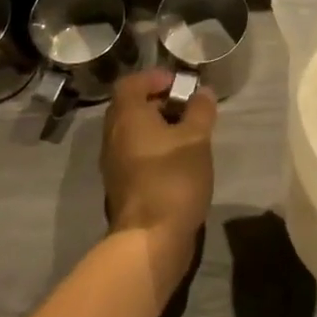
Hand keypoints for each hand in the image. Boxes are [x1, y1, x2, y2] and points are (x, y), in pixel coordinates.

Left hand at [100, 71, 216, 292]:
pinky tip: (178, 160)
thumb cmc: (173, 178)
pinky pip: (135, 153)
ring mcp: (114, 163)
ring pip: (133, 132)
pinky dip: (153, 148)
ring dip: (157, 126)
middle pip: (130, 107)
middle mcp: (114, 136)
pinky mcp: (122, 185)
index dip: (154, 77)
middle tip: (187, 106)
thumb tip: (203, 92)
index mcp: (127, 117)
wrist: (150, 239)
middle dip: (158, 102)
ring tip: (187, 133)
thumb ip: (200, 111)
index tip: (179, 84)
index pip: (131, 83)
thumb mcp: (196, 139)